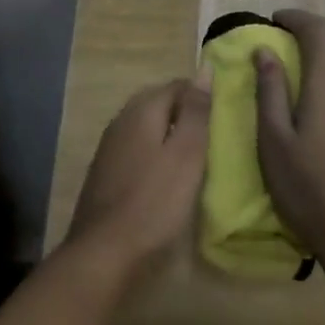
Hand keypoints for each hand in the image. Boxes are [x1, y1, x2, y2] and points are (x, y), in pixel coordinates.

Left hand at [69, 75, 211, 273]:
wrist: (103, 255)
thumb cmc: (154, 201)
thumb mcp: (187, 154)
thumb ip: (196, 111)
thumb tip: (205, 69)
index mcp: (142, 110)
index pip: (177, 85)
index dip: (201, 96)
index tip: (222, 116)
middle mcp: (121, 121)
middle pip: (158, 104)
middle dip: (185, 114)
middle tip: (211, 137)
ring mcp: (108, 148)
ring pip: (146, 128)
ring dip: (169, 135)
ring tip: (193, 158)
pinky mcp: (104, 175)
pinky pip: (135, 150)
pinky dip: (154, 155)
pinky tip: (165, 178)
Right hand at [254, 9, 324, 279]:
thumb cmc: (307, 189)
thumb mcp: (274, 140)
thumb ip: (270, 90)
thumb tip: (264, 50)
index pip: (317, 30)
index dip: (295, 18)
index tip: (272, 21)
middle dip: (302, 42)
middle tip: (272, 55)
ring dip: (315, 66)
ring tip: (287, 87)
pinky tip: (310, 115)